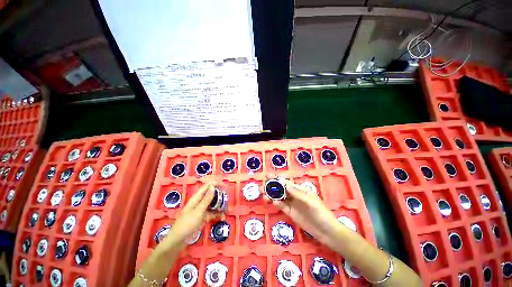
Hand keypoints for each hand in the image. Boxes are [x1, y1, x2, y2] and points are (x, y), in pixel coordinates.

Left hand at [160, 182, 223, 249]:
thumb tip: (213, 186)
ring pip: (213, 204)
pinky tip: (223, 217)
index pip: (207, 186)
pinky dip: (217, 214)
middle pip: (211, 195)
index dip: (215, 184)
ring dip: (220, 206)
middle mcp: (200, 202)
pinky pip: (212, 213)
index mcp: (197, 198)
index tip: (224, 186)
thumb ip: (207, 199)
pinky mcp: (203, 218)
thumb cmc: (187, 223)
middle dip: (219, 195)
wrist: (178, 241)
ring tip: (228, 208)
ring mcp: (201, 210)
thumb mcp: (198, 211)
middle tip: (228, 198)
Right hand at [264, 177, 340, 246]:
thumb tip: (285, 184)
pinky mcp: (290, 212)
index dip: (277, 178)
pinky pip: (281, 206)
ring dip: (271, 195)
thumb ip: (297, 193)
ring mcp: (291, 204)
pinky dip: (276, 203)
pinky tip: (272, 202)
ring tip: (263, 194)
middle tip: (262, 186)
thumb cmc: (320, 212)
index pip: (286, 182)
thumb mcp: (310, 200)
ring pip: (279, 197)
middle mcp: (294, 195)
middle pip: (280, 189)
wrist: (326, 230)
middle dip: (271, 186)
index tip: (267, 176)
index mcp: (299, 189)